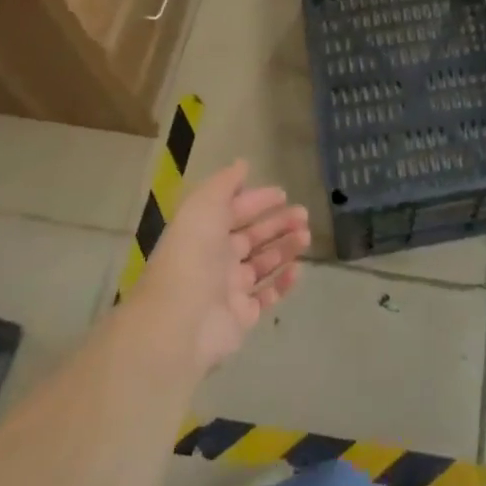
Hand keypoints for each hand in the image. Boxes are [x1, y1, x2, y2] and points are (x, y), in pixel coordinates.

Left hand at [133, 161, 310, 373]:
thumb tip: (242, 164)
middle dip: (277, 224)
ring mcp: (229, 290)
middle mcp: (216, 259)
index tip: (283, 194)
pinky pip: (266, 296)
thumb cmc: (193, 254)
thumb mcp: (204, 205)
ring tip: (305, 237)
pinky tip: (297, 269)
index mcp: (204, 232)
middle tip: (303, 215)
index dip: (257, 200)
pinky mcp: (241, 317)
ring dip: (284, 249)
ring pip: (262, 264)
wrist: (180, 321)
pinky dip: (282, 283)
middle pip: (252, 237)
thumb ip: (225, 183)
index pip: (234, 211)